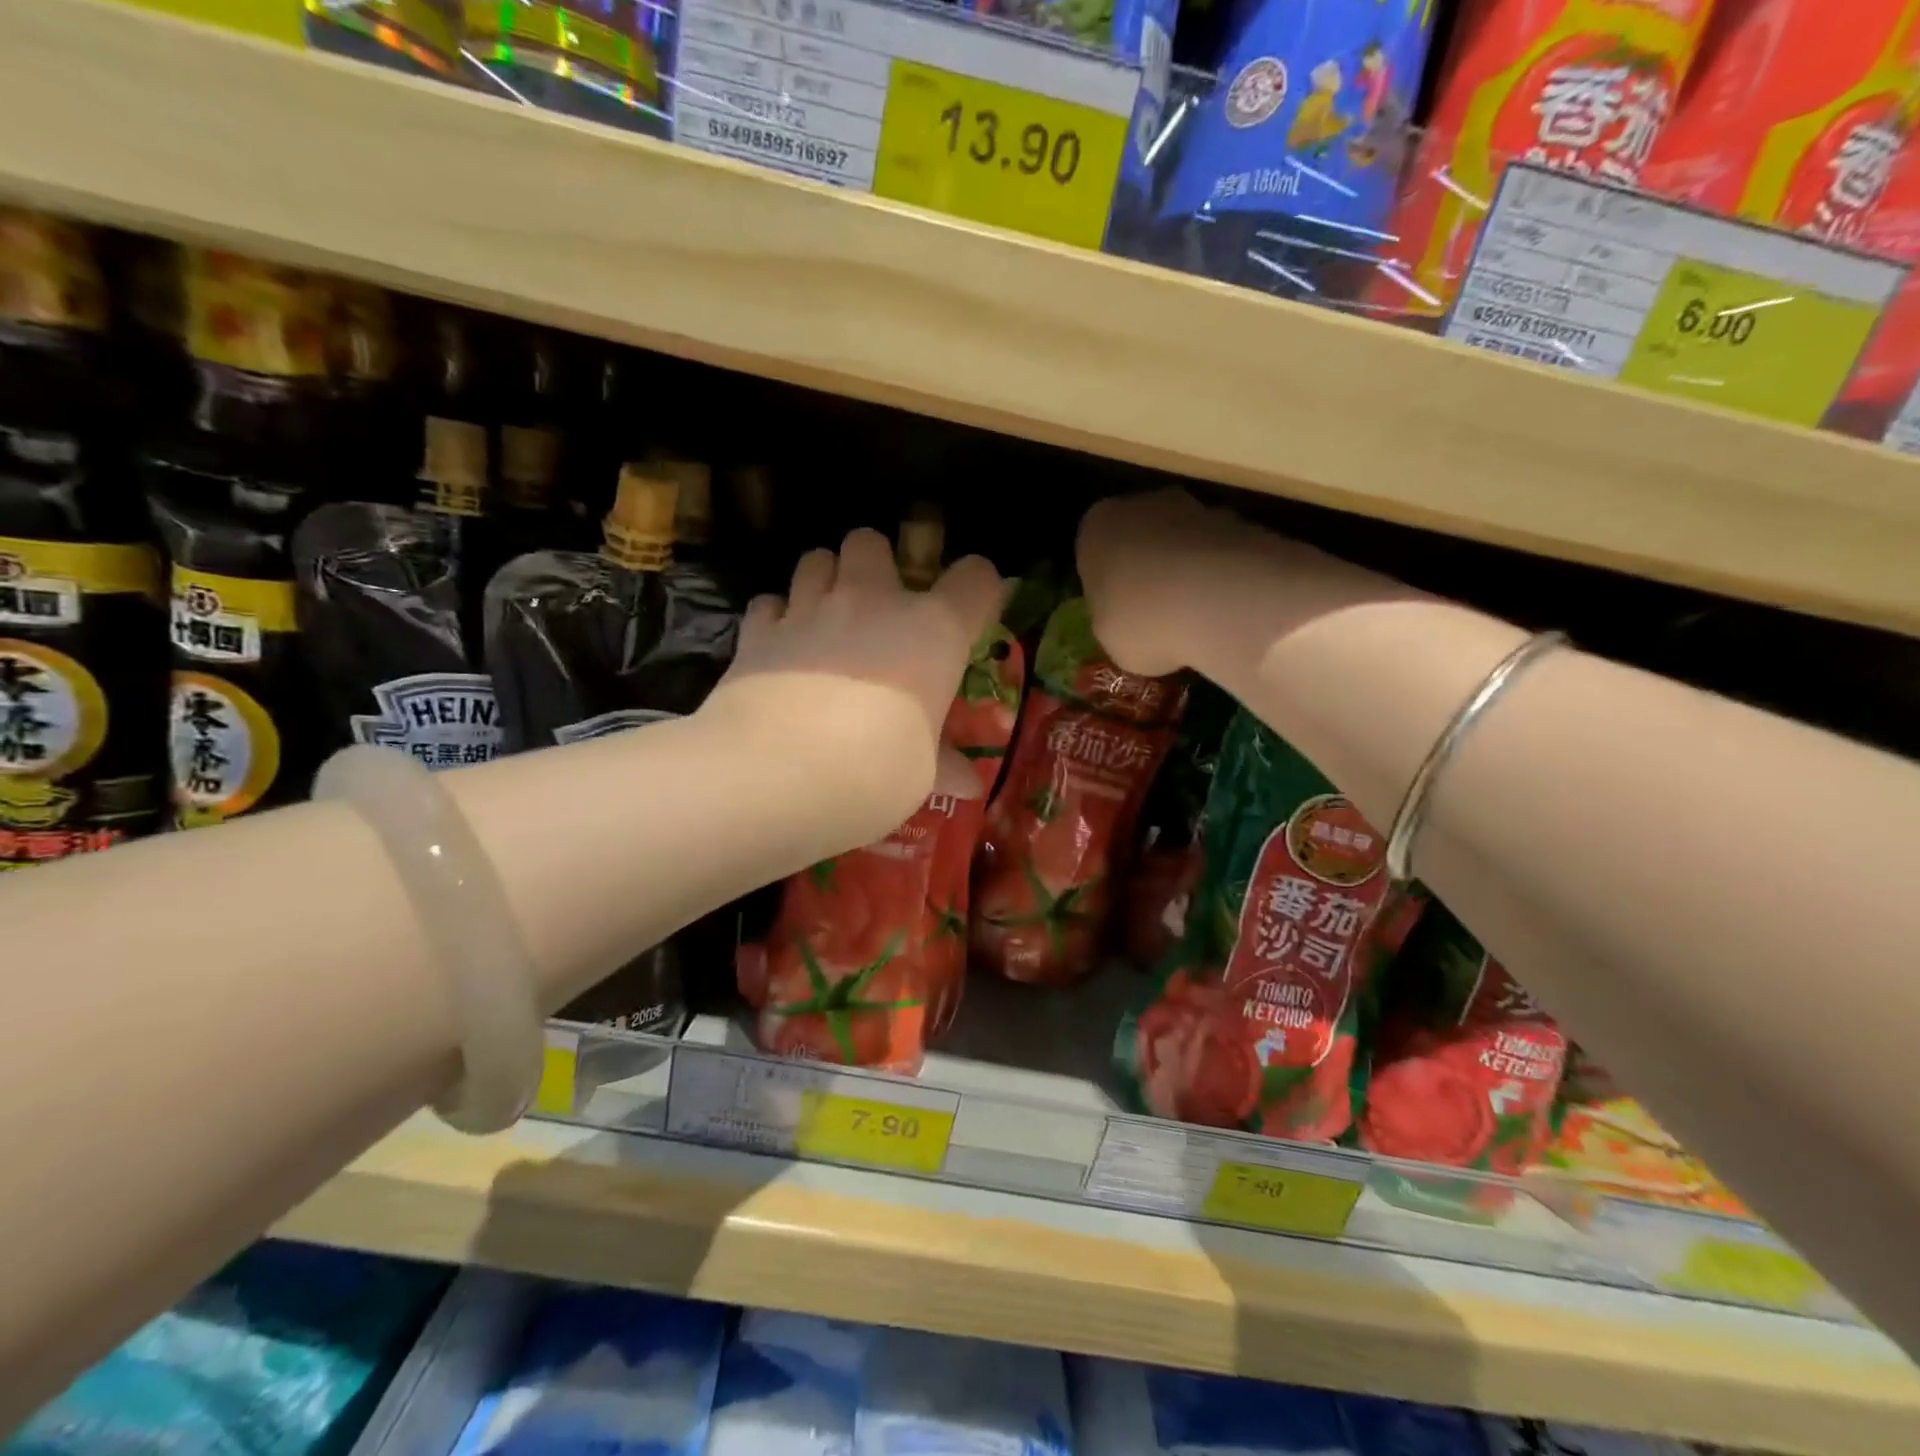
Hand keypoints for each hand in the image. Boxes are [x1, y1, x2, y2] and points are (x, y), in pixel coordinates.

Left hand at [715, 527, 1005, 750]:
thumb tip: (968, 784)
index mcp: (933, 630)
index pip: (975, 578)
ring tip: (827, 619)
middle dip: (875, 564)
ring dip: (825, 580)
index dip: (978, 589)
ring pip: (816, 559)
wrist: (777, 774)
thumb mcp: (921, 774)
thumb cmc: (875, 772)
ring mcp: (809, 609)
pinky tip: (782, 648)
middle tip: (877, 607)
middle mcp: (873, 602)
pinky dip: (777, 618)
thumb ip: (943, 765)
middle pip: (872, 542)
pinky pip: (769, 604)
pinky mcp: (758, 632)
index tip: (970, 615)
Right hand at [1078, 490, 1400, 677]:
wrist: (1220, 601)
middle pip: (1141, 537)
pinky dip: (1223, 579)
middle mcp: (1144, 505)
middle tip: (1154, 613)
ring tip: (1194, 618)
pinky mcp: (1245, 524)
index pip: (1091, 548)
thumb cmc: (1141, 620)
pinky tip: (1225, 614)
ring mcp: (1198, 508)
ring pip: (1185, 542)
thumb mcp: (1108, 635)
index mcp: (1097, 526)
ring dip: (1188, 571)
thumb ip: (1113, 616)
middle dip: (1148, 569)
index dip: (1104, 582)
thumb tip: (1129, 618)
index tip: (1115, 610)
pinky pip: (1222, 556)